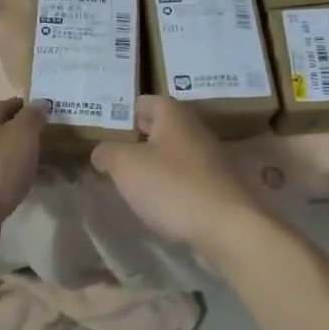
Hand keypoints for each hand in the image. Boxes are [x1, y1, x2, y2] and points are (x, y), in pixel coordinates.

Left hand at [0, 97, 49, 223]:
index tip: (52, 116)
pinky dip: (20, 179)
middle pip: (5, 132)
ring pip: (5, 157)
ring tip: (55, 171)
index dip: (29, 108)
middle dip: (31, 137)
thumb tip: (39, 104)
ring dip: (29, 160)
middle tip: (58, 145)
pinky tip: (37, 187)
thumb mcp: (21, 134)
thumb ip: (32, 116)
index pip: (7, 105)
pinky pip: (2, 178)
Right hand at [91, 96, 270, 255]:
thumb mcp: (126, 166)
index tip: (106, 128)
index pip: (146, 101)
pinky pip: (187, 178)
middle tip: (113, 153)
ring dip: (155, 163)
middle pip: (162, 126)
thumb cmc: (172, 186)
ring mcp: (211, 160)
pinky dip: (171, 184)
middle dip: (139, 138)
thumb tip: (101, 152)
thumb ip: (107, 153)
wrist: (227, 228)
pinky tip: (158, 201)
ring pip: (175, 153)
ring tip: (131, 180)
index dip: (125, 112)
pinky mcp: (218, 187)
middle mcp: (196, 130)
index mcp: (174, 115)